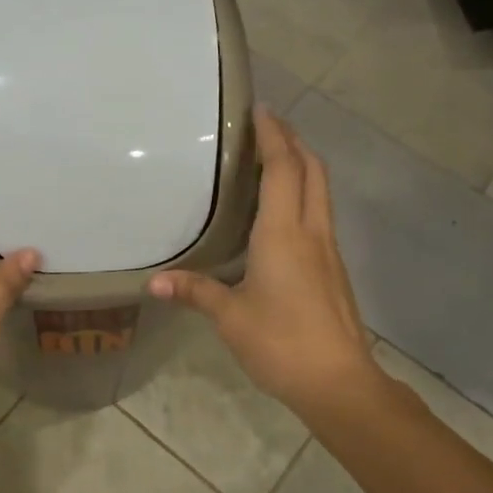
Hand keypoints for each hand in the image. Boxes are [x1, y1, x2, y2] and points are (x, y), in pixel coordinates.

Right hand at [148, 107, 380, 420]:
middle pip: (312, 169)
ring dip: (302, 166)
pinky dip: (304, 194)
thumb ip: (195, 292)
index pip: (283, 168)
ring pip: (321, 191)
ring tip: (274, 159)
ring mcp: (328, 249)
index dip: (274, 135)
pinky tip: (283, 212)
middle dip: (293, 140)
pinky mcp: (334, 268)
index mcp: (284, 233)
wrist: (339, 382)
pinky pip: (320, 214)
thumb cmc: (281, 342)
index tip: (260, 110)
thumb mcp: (230, 317)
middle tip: (267, 126)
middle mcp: (312, 231)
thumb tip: (154, 283)